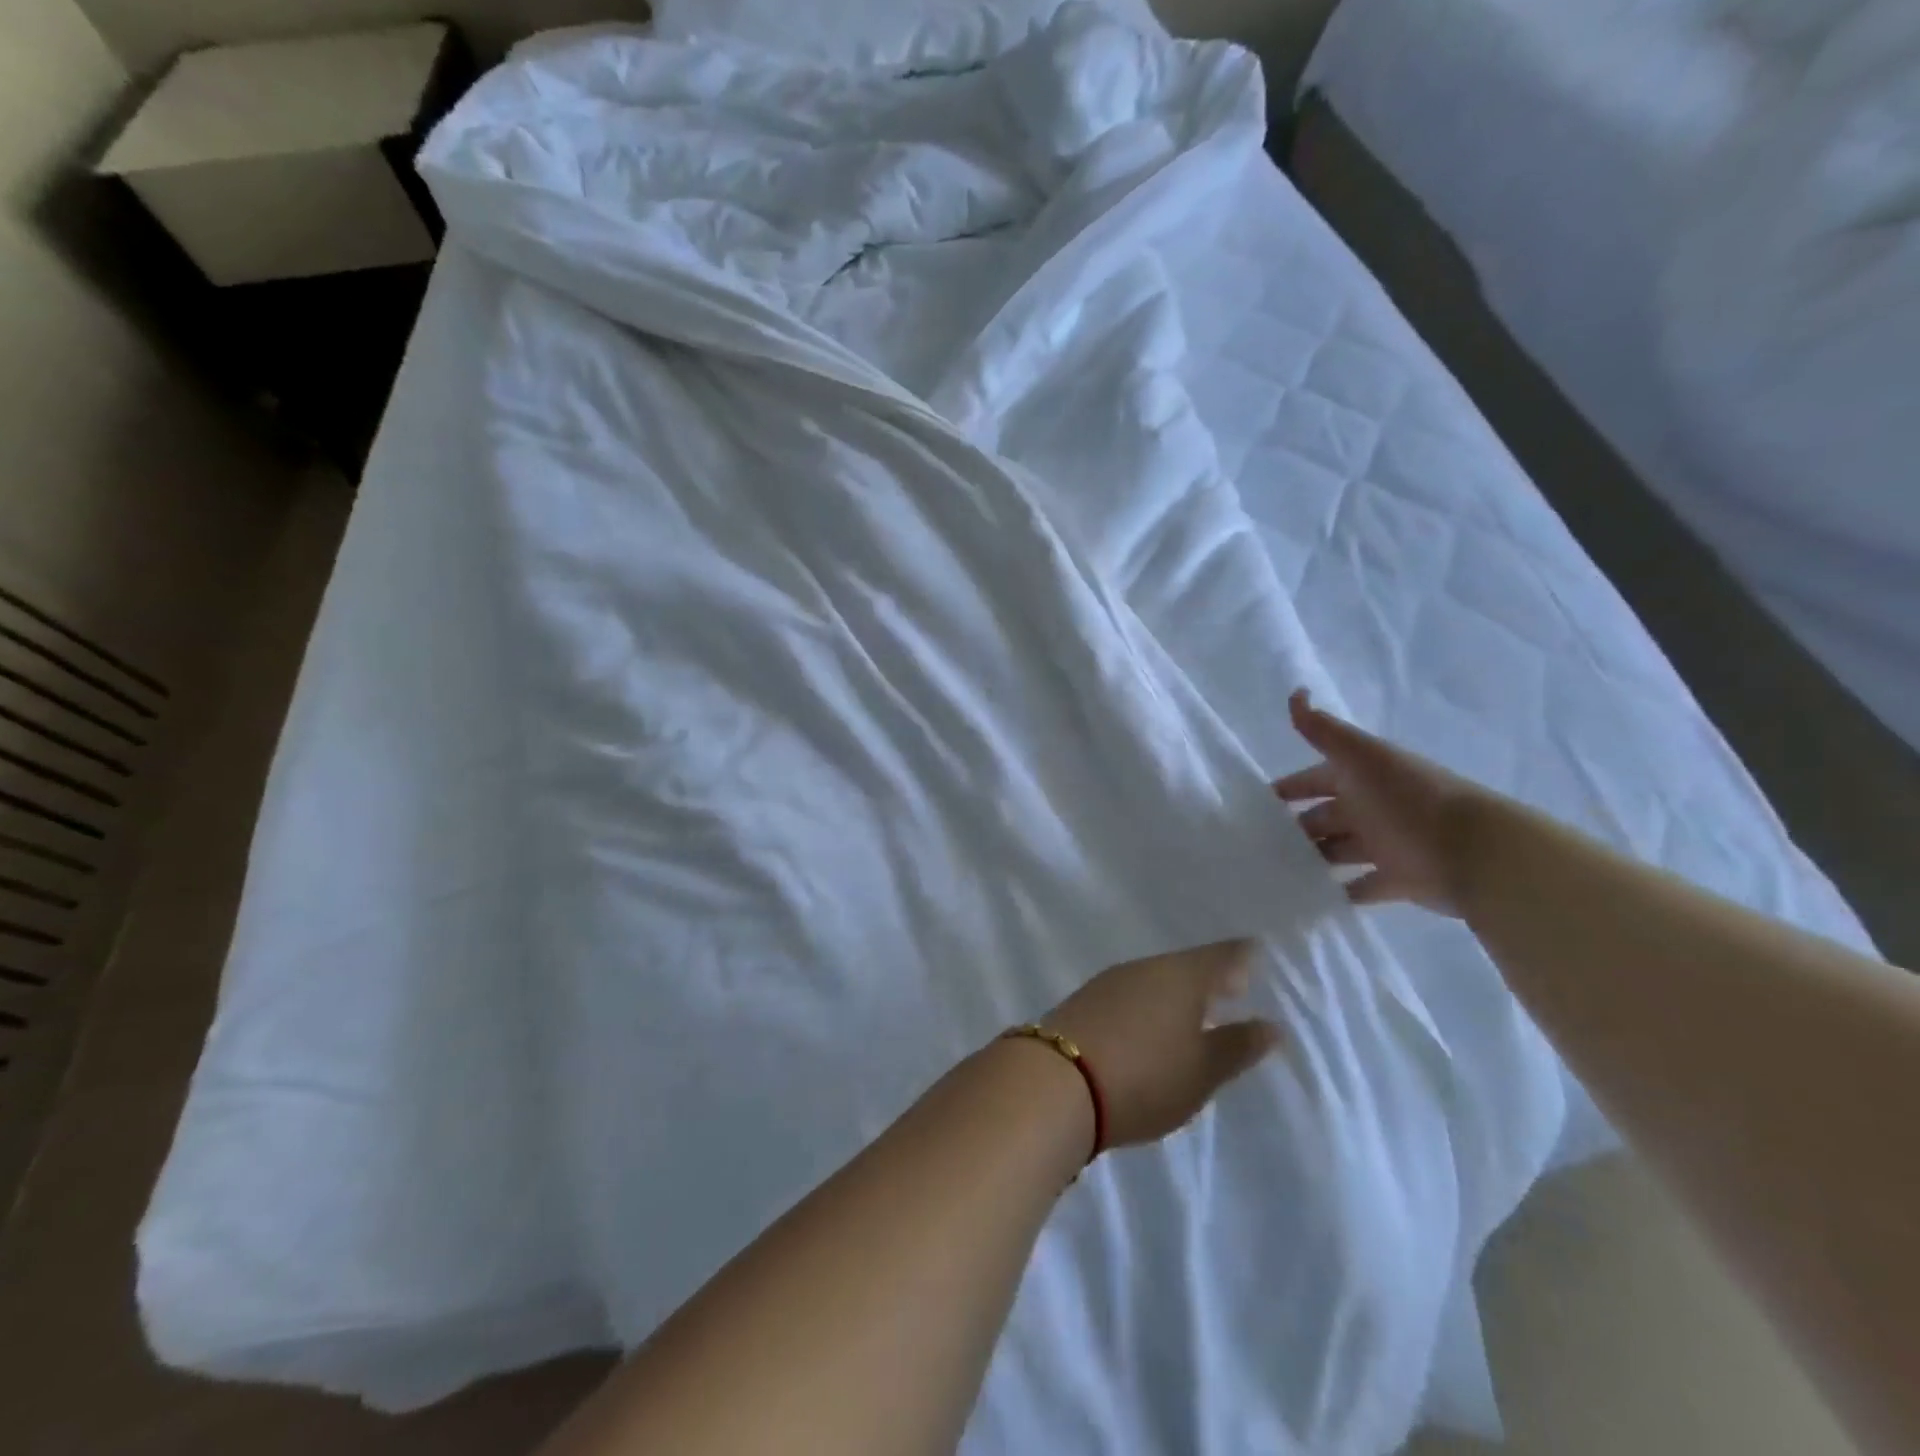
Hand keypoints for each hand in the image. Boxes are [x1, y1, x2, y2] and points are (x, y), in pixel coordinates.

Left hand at [1042, 940, 1280, 1149]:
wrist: (1057, 1081)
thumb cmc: (1144, 1075)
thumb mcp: (1202, 1071)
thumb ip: (1237, 1046)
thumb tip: (1270, 1024)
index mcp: (1182, 976)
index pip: (1222, 955)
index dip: (1242, 955)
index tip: (1257, 953)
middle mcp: (1145, 968)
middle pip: (1186, 965)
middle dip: (1210, 975)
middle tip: (1234, 984)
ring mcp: (1110, 982)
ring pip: (1155, 978)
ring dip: (1177, 991)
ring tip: (1196, 1008)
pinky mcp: (1084, 1001)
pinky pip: (1130, 993)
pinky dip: (1149, 1002)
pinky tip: (1151, 1021)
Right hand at [1273, 688, 1480, 916]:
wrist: (1475, 852)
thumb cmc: (1408, 799)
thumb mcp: (1361, 757)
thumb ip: (1323, 730)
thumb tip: (1295, 692)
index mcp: (1361, 778)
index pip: (1314, 779)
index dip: (1287, 789)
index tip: (1253, 804)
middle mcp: (1370, 808)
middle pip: (1323, 817)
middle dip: (1293, 828)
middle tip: (1255, 844)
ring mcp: (1384, 846)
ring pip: (1336, 852)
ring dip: (1311, 859)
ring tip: (1273, 872)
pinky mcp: (1397, 881)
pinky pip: (1359, 888)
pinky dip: (1338, 893)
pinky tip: (1307, 898)